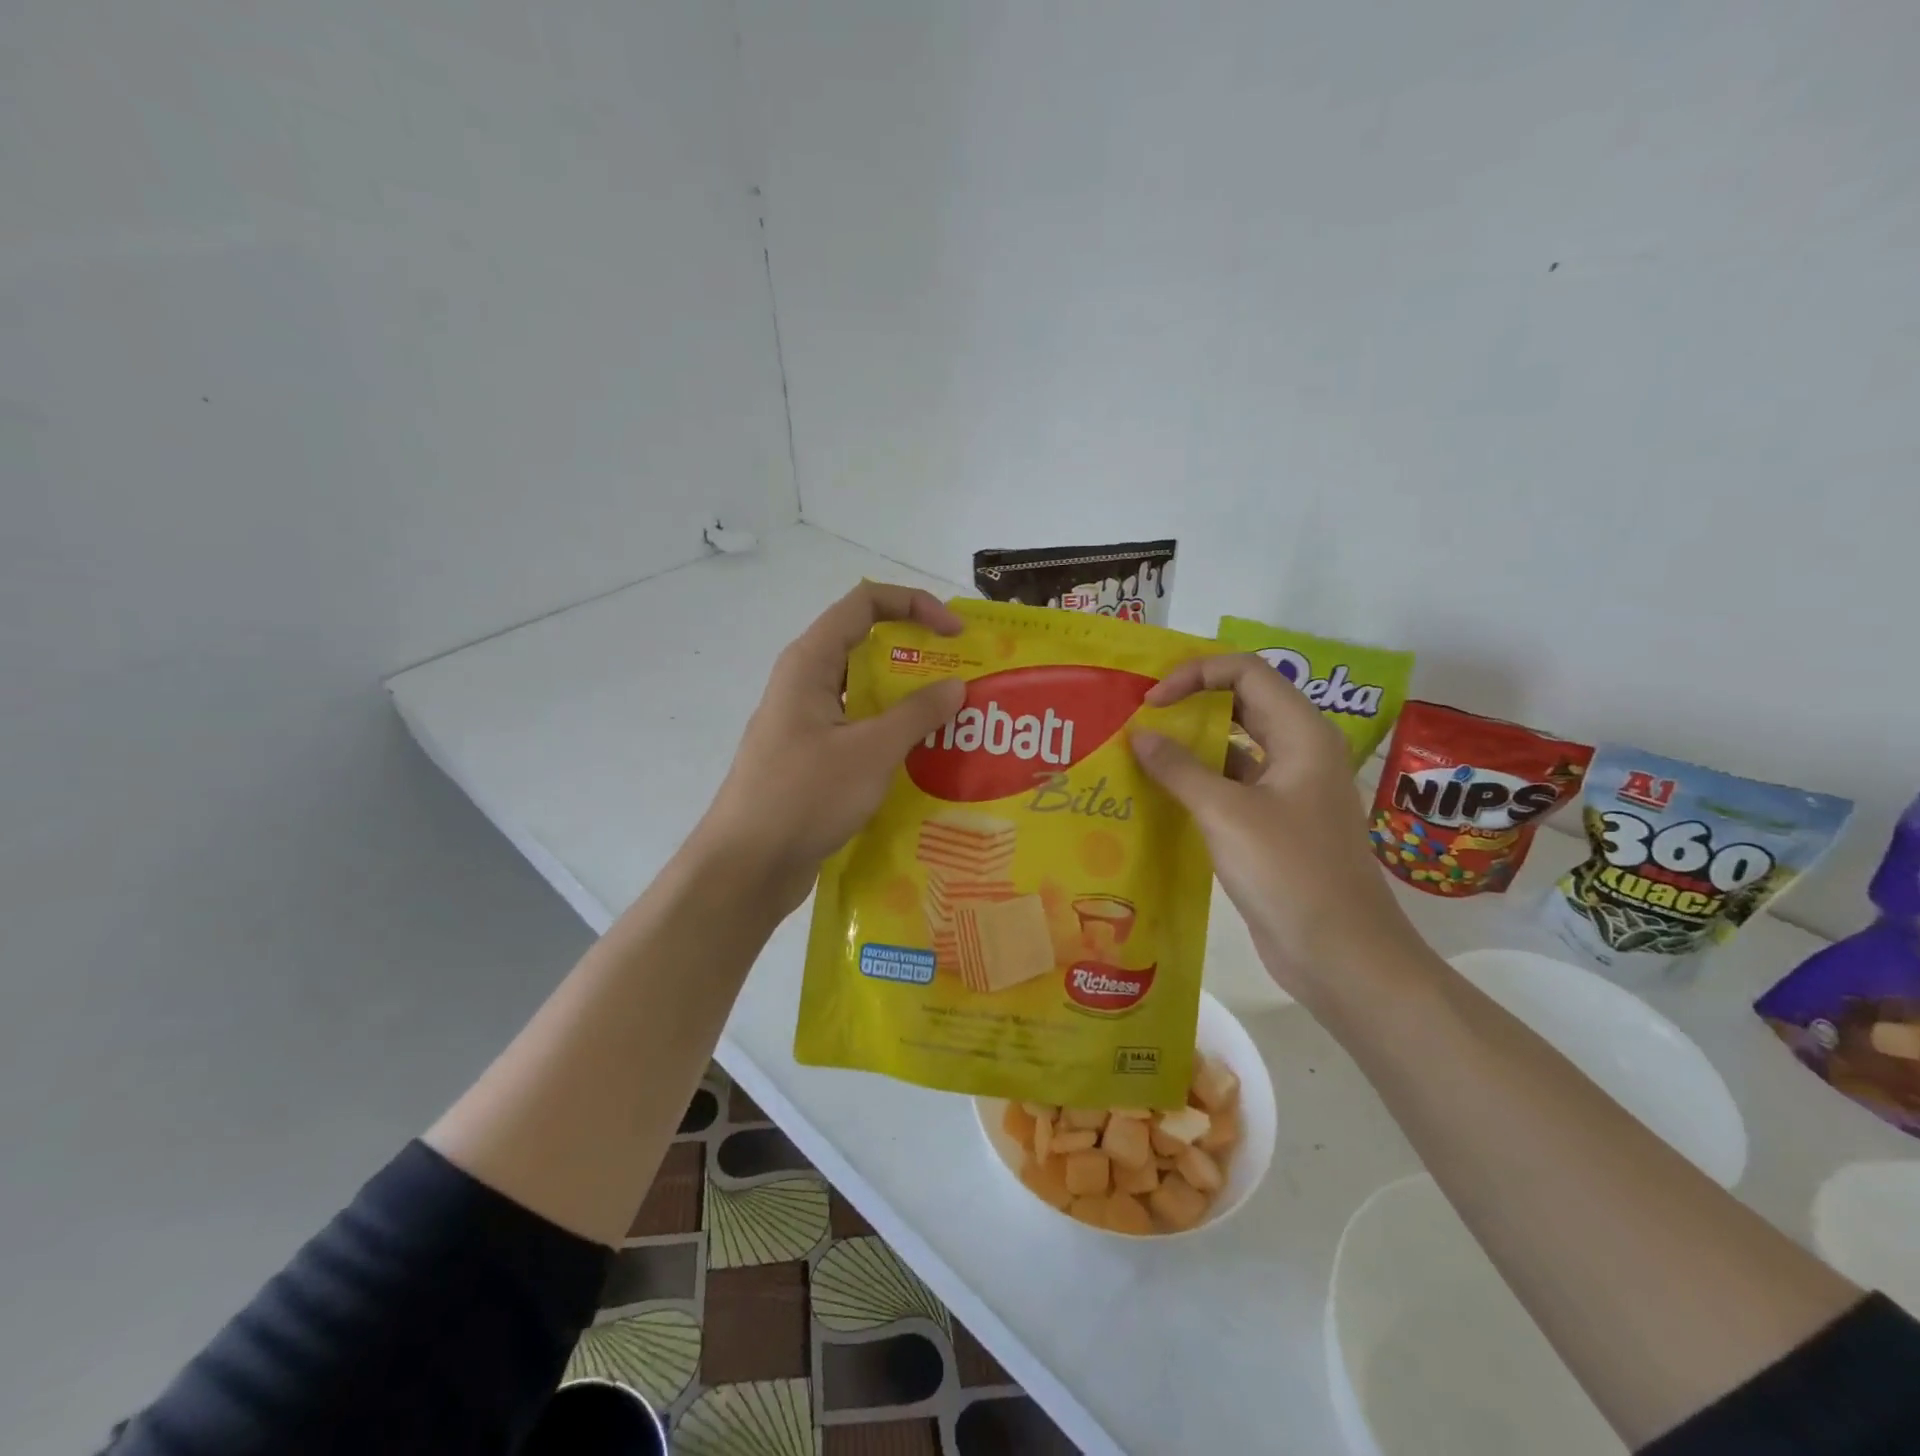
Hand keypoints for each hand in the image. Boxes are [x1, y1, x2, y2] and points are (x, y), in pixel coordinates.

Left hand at [700, 581, 965, 914]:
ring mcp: (806, 722)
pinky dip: (891, 734)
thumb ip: (916, 714)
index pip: (864, 603)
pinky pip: (858, 729)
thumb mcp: (870, 751)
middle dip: (917, 656)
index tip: (955, 632)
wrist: (747, 866)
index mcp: (809, 663)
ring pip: (864, 693)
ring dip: (908, 700)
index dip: (913, 605)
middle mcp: (805, 683)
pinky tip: (924, 759)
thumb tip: (955, 686)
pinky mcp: (811, 758)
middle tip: (964, 680)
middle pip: (866, 646)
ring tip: (954, 720)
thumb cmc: (804, 797)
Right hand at [1130, 653, 1418, 1000]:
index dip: (1195, 674)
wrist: (1341, 954)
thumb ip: (1179, 768)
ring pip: (1234, 746)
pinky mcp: (1274, 823)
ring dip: (1190, 745)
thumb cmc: (1289, 872)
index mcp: (1301, 733)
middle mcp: (1298, 751)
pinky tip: (1160, 795)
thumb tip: (1140, 735)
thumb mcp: (1226, 813)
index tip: (1151, 702)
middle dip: (1190, 703)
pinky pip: (1232, 784)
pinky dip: (1198, 782)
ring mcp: (1288, 789)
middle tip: (1139, 717)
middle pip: (1241, 702)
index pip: (1245, 672)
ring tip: (1140, 752)